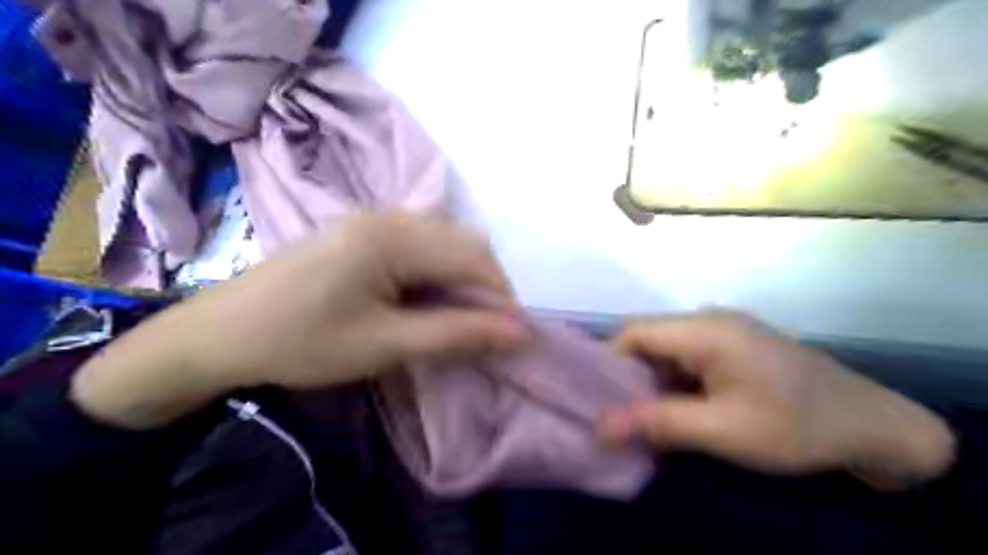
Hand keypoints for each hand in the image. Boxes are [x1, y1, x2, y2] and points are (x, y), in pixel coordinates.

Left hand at [71, 214, 532, 429]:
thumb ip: (457, 334)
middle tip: (482, 330)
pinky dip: (437, 272)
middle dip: (484, 287)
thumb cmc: (302, 342)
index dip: (501, 297)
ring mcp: (373, 220)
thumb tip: (520, 333)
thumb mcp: (386, 344)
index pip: (473, 259)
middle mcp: (389, 216)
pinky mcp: (362, 233)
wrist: (220, 335)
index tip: (512, 337)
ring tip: (457, 317)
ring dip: (461, 278)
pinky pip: (420, 244)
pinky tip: (426, 298)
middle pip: (462, 243)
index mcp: (393, 237)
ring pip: (444, 242)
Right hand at [603, 312, 956, 489]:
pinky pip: (688, 359)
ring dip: (652, 384)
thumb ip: (659, 423)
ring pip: (667, 352)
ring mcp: (724, 332)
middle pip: (649, 341)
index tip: (597, 400)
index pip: (634, 333)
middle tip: (618, 416)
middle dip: (629, 378)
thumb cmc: (796, 426)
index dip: (608, 363)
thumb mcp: (723, 431)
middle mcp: (709, 321)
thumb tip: (600, 428)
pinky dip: (674, 384)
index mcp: (704, 330)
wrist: (873, 426)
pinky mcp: (734, 347)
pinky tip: (676, 411)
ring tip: (642, 419)